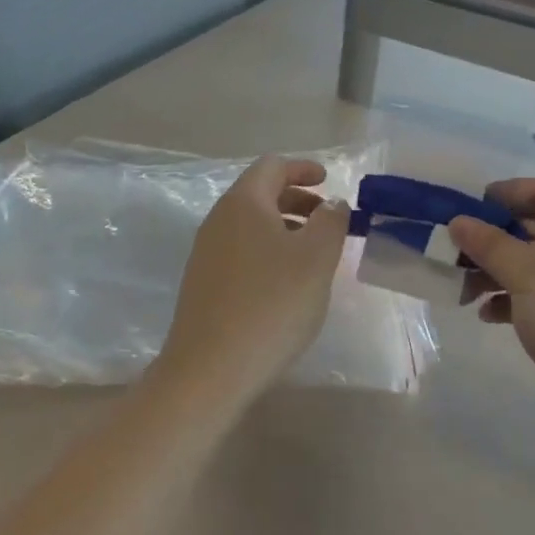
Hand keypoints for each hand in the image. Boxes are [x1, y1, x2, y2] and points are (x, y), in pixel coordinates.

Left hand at [154, 158, 350, 404]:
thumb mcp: (316, 259)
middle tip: (328, 219)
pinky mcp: (203, 283)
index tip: (329, 180)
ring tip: (314, 253)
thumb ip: (331, 221)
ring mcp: (206, 252)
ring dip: (284, 227)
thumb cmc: (271, 304)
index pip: (272, 166)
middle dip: (298, 199)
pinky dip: (268, 250)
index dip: (303, 167)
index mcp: (243, 202)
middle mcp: (219, 219)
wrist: (210, 369)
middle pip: (260, 193)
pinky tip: (286, 282)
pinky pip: (241, 250)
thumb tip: (332, 202)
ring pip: (250, 224)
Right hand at [448, 180, 534, 449]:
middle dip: (494, 240)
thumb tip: (458, 221)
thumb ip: (488, 243)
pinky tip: (488, 315)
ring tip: (464, 290)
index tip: (468, 206)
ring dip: (499, 273)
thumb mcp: (525, 273)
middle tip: (455, 251)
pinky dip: (517, 301)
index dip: (505, 193)